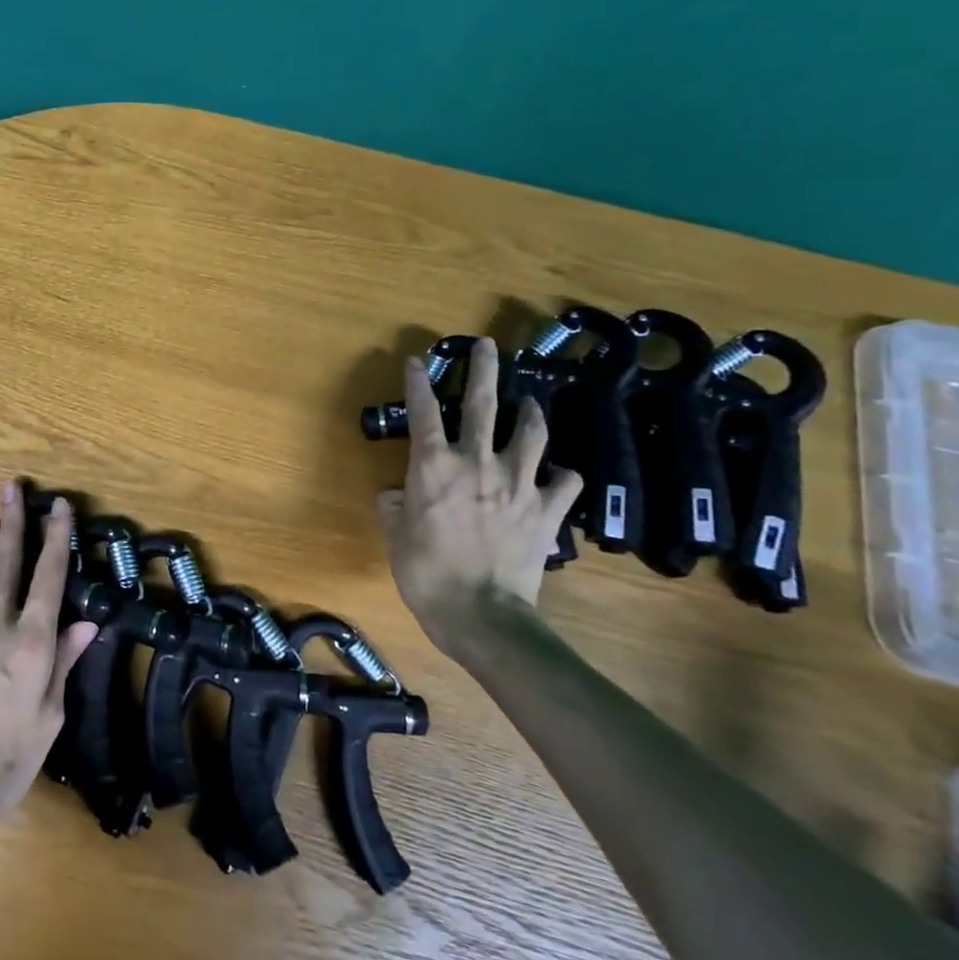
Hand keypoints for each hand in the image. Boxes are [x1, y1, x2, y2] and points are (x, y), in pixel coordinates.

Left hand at [0, 482, 99, 851]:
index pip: (49, 575)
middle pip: (3, 559)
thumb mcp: (50, 716)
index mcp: (31, 640)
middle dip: (10, 520)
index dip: (56, 536)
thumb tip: (85, 623)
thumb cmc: (7, 758)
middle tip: (11, 488)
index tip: (58, 506)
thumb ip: (63, 662)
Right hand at [378, 337, 581, 663]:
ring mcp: (518, 484)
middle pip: (483, 405)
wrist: (481, 614)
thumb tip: (397, 495)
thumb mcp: (395, 536)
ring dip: (531, 414)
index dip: (417, 382)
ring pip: (531, 434)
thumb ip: (394, 506)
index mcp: (433, 466)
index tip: (415, 360)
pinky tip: (557, 474)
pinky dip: (562, 475)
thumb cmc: (425, 572)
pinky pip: (564, 483)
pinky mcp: (546, 510)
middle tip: (487, 345)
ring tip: (531, 403)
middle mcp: (477, 463)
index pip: (423, 412)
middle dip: (483, 369)